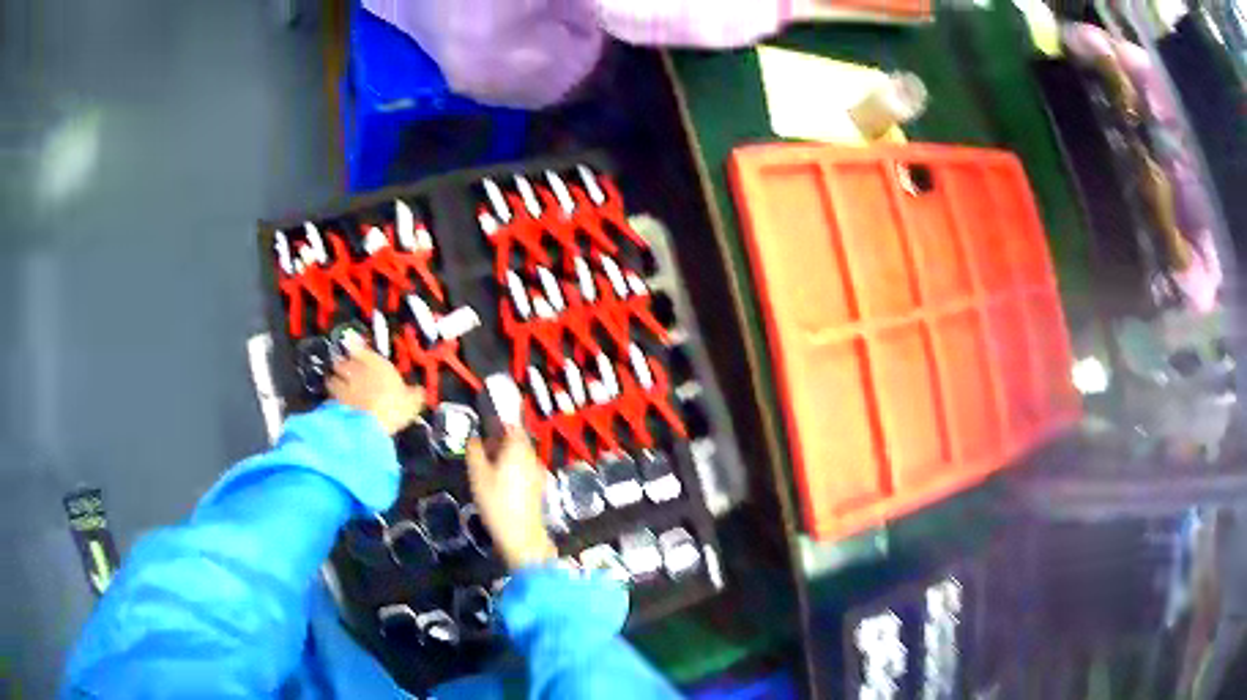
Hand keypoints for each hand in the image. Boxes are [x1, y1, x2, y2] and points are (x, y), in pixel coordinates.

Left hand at [327, 336, 423, 434]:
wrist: (370, 427)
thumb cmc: (394, 408)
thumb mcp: (412, 402)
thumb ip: (414, 394)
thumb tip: (419, 390)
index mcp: (375, 363)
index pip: (360, 348)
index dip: (356, 348)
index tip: (354, 349)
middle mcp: (356, 369)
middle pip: (343, 361)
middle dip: (343, 365)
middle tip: (346, 370)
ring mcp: (342, 384)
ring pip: (333, 377)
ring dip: (335, 380)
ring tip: (337, 385)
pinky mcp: (334, 401)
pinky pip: (331, 395)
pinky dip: (332, 397)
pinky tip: (336, 402)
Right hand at [465, 430, 556, 568]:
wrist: (520, 534)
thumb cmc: (496, 502)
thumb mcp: (477, 475)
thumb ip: (474, 451)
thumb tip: (473, 438)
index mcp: (518, 448)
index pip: (511, 426)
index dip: (497, 425)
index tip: (484, 430)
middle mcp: (531, 456)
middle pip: (517, 440)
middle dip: (501, 441)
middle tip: (483, 449)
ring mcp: (537, 471)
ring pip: (521, 455)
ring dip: (506, 456)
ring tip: (489, 467)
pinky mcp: (538, 486)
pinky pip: (525, 468)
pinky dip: (513, 468)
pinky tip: (501, 481)